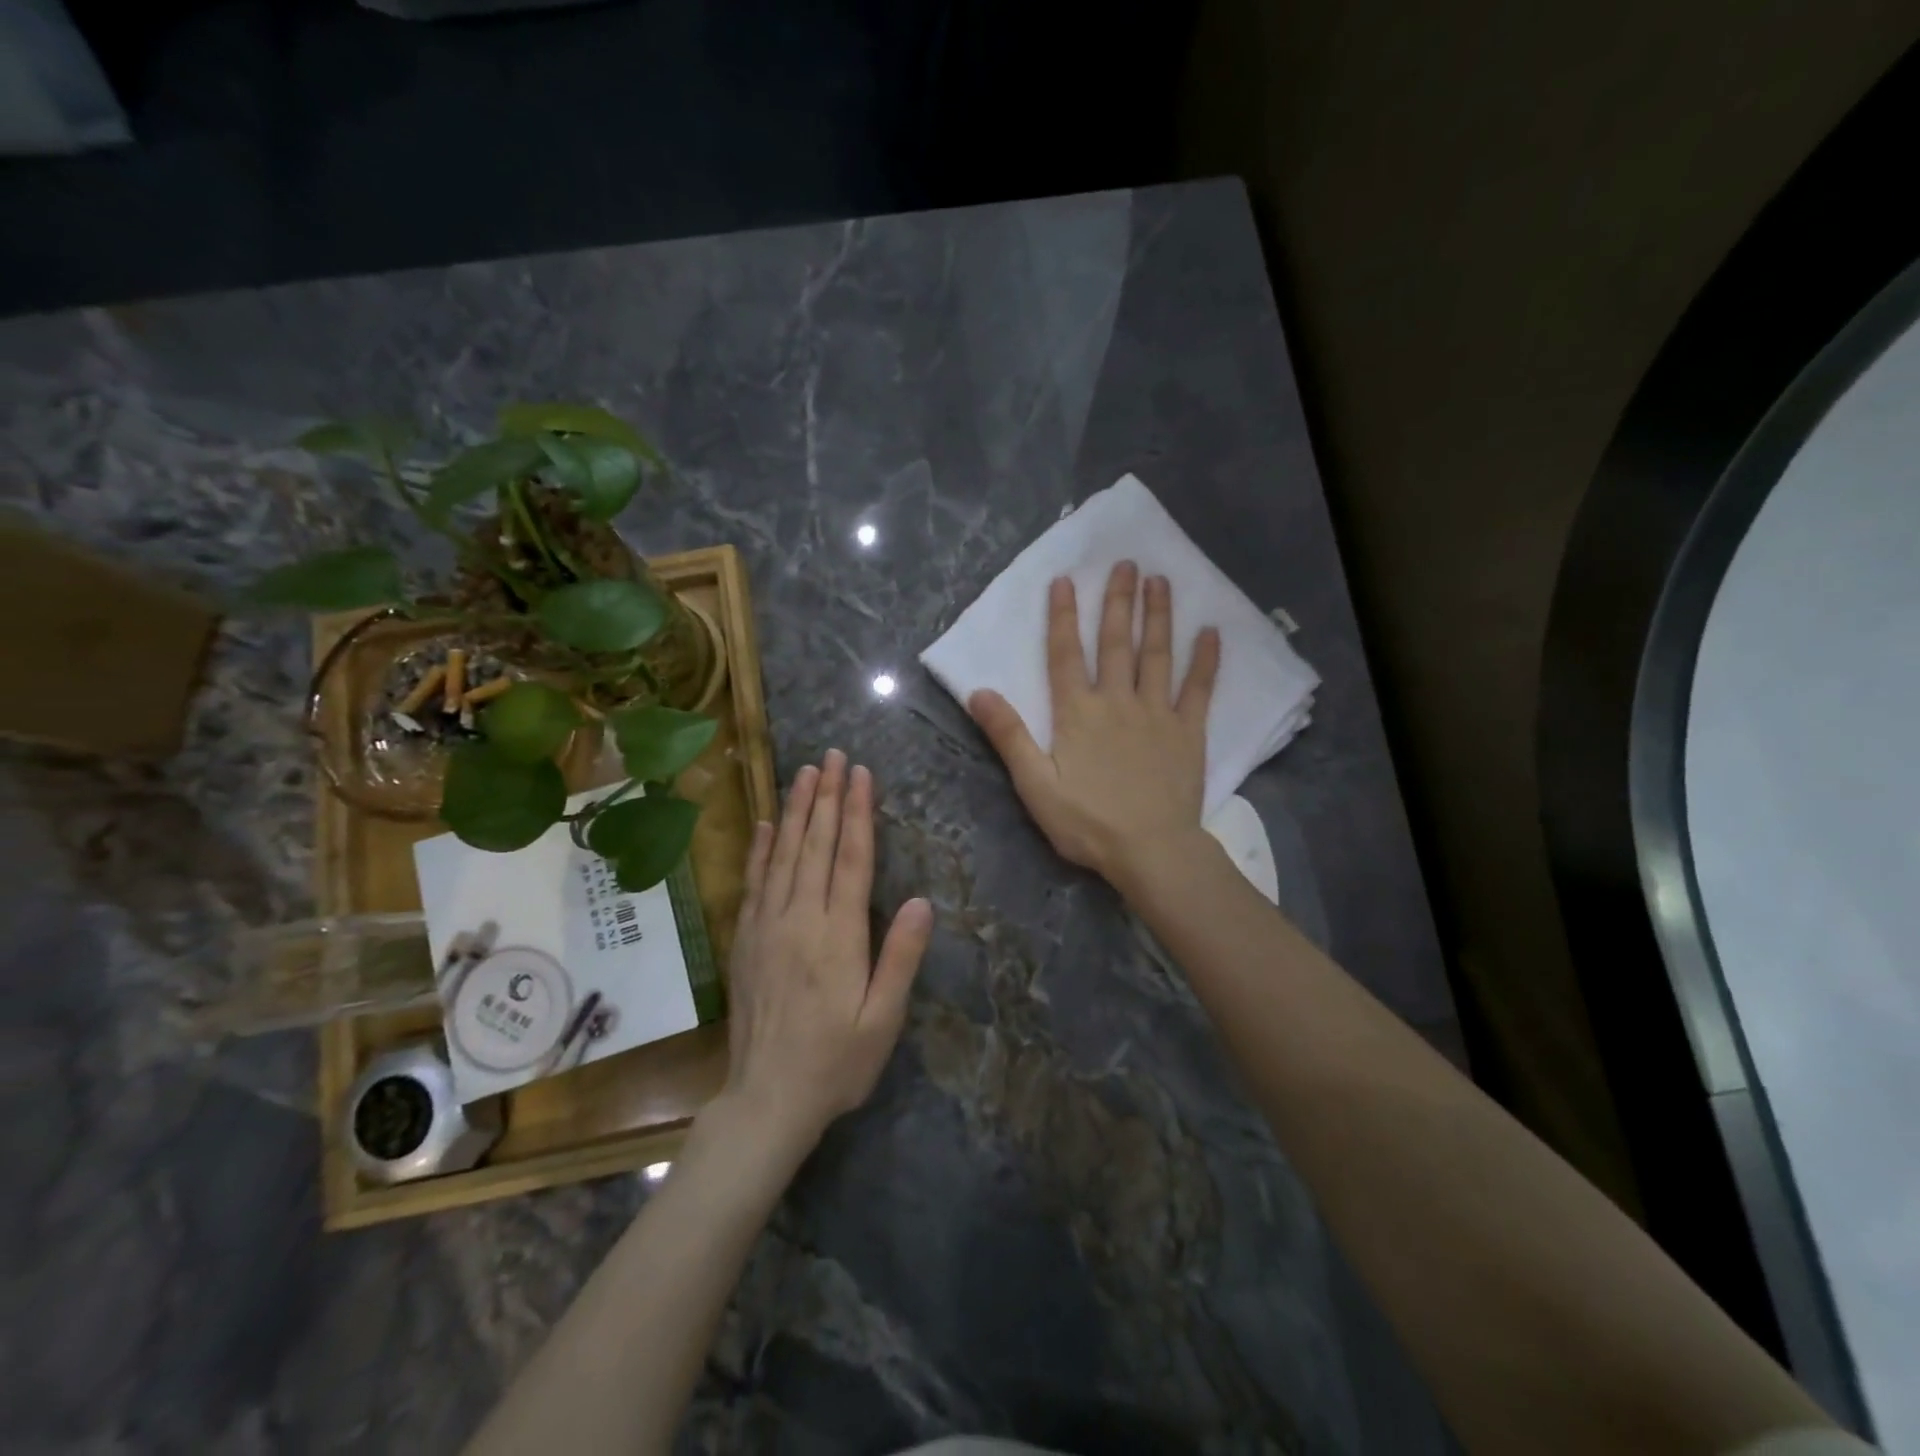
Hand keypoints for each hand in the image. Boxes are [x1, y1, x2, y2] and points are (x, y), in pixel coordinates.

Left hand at [718, 749, 933, 1152]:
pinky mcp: (746, 940)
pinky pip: (753, 883)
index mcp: (838, 936)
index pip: (850, 859)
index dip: (857, 813)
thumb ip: (901, 958)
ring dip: (795, 811)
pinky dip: (759, 849)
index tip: (860, 774)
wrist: (766, 1100)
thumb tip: (922, 901)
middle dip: (826, 796)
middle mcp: (800, 919)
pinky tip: (765, 823)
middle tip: (833, 756)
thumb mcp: (882, 1020)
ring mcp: (767, 926)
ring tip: (804, 773)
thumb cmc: (836, 1063)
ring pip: (783, 855)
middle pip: (815, 845)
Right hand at [968, 562, 1219, 893]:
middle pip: (1115, 643)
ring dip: (1157, 616)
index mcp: (1078, 713)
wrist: (1150, 850)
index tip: (1065, 580)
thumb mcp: (1035, 784)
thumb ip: (1009, 736)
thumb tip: (979, 692)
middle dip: (1118, 601)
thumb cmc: (1087, 822)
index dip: (1062, 616)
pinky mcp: (1188, 731)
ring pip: (1156, 655)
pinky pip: (1198, 689)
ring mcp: (1157, 713)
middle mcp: (1117, 701)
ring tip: (1160, 580)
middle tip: (1126, 563)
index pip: (1065, 655)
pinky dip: (1205, 660)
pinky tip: (1211, 632)